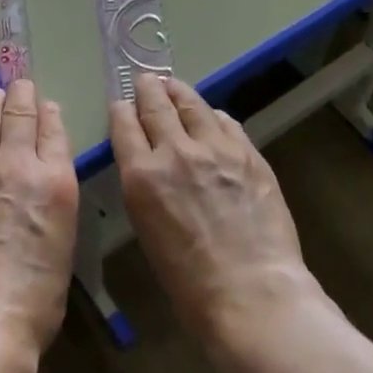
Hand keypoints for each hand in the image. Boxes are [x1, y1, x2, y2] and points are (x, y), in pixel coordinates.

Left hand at [0, 80, 79, 365]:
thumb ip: (54, 199)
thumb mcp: (63, 241)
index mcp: (55, 180)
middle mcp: (18, 164)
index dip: (49, 112)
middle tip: (21, 85)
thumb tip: (44, 179)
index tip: (46, 104)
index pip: (53, 129)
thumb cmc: (36, 296)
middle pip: (19, 114)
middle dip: (21, 95)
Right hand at [110, 74, 312, 341]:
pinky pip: (227, 123)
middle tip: (146, 80)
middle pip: (157, 106)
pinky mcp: (249, 154)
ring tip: (175, 86)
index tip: (121, 102)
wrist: (251, 292)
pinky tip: (213, 117)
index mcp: (142, 175)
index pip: (125, 126)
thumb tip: (152, 166)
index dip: (121, 109)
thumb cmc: (189, 281)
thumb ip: (146, 188)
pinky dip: (214, 117)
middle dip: (148, 89)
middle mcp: (176, 152)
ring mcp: (216, 149)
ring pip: (193, 106)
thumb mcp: (148, 229)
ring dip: (180, 93)